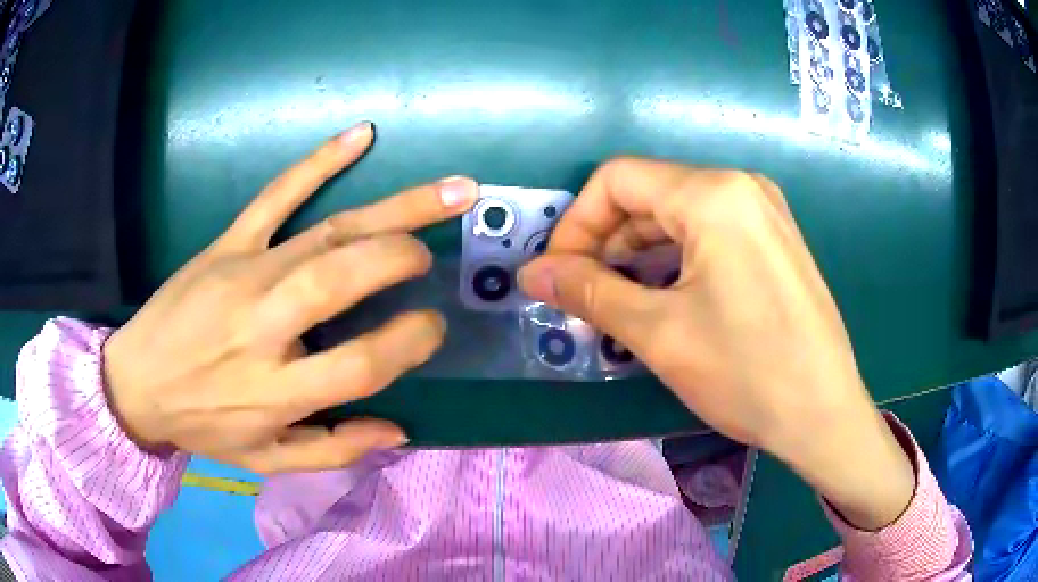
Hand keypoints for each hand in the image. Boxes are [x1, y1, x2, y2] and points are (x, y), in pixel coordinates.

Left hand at [103, 123, 477, 473]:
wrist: (136, 382)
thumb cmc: (202, 424)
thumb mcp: (266, 459)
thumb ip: (333, 450)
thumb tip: (397, 429)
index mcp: (276, 391)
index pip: (361, 364)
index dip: (409, 342)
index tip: (431, 326)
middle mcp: (263, 326)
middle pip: (341, 278)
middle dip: (401, 257)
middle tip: (432, 254)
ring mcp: (244, 274)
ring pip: (326, 233)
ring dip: (394, 208)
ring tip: (450, 190)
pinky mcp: (226, 243)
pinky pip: (276, 195)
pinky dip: (319, 162)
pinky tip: (360, 136)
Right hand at [519, 158, 913, 529]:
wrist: (824, 414)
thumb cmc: (746, 373)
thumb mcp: (659, 333)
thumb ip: (589, 292)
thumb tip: (532, 273)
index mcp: (714, 193)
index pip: (617, 179)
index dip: (576, 223)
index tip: (557, 273)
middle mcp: (741, 186)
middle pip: (649, 195)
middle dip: (605, 242)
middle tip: (582, 296)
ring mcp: (764, 211)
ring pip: (678, 216)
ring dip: (637, 254)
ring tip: (615, 303)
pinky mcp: (774, 239)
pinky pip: (709, 233)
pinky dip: (674, 259)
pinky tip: (662, 298)